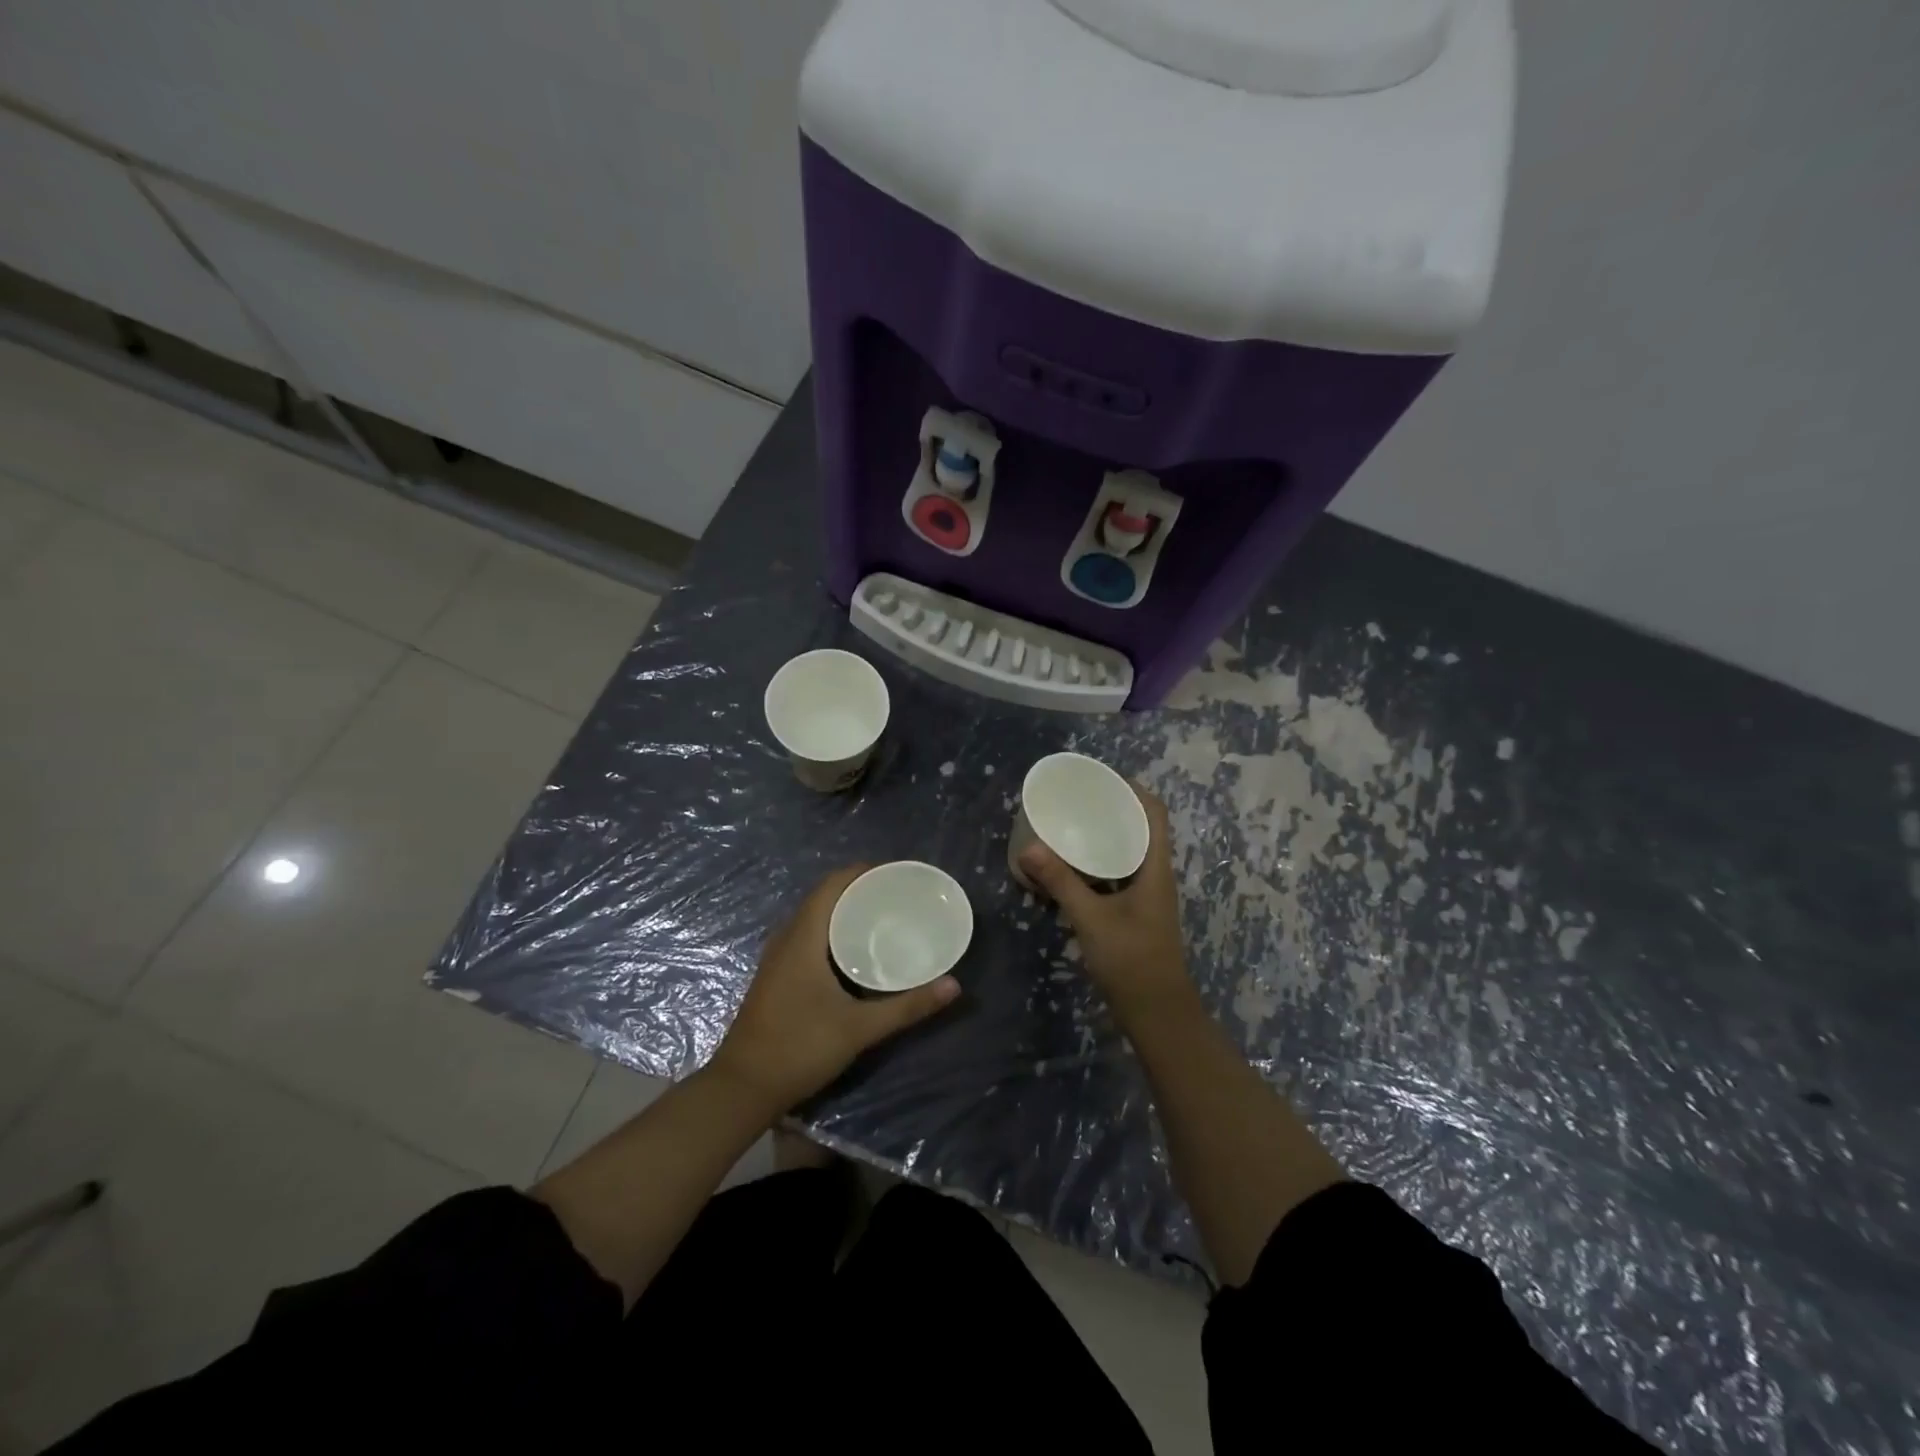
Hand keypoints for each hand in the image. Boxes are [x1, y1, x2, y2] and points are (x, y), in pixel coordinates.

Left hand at [709, 865, 960, 1110]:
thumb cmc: (799, 1048)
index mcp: (802, 938)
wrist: (742, 1089)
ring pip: (813, 918)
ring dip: (844, 910)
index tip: (895, 873)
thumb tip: (953, 986)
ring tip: (882, 915)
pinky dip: (832, 930)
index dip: (861, 872)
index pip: (831, 885)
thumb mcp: (859, 1028)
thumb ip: (907, 1007)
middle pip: (823, 898)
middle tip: (897, 895)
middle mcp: (786, 939)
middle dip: (858, 890)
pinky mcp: (776, 976)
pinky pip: (807, 936)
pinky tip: (854, 950)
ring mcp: (777, 958)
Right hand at [1019, 785, 1194, 1022]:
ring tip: (1070, 824)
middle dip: (1112, 809)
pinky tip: (1070, 866)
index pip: (1154, 813)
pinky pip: (1117, 874)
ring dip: (1105, 836)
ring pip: (1128, 852)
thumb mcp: (1092, 918)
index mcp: (1155, 868)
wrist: (1156, 1013)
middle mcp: (1155, 875)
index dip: (1134, 789)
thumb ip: (1061, 882)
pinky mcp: (1135, 912)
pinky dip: (1097, 864)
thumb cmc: (1132, 961)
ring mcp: (1146, 895)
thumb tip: (1029, 847)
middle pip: (1141, 828)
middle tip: (1076, 798)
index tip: (1101, 777)